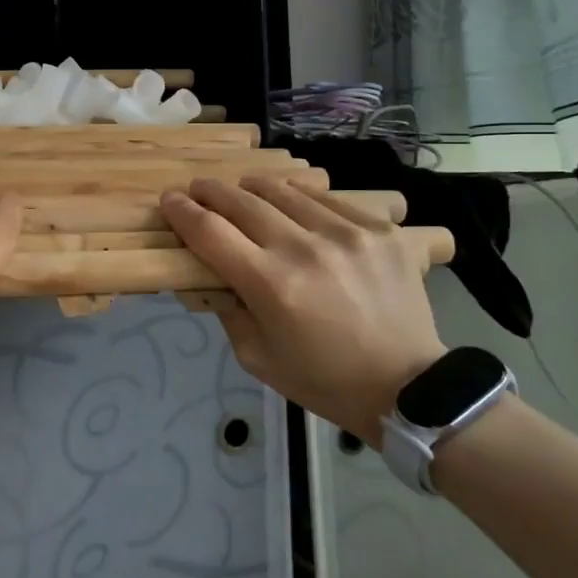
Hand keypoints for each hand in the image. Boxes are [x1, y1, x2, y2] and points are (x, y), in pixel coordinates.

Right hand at [160, 178, 448, 447]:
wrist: (408, 388)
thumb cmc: (323, 380)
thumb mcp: (257, 358)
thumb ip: (228, 309)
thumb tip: (212, 272)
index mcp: (270, 285)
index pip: (210, 232)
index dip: (182, 212)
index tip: (169, 200)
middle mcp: (304, 250)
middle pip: (242, 201)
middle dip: (211, 191)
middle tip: (198, 189)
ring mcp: (346, 234)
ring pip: (284, 191)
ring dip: (253, 188)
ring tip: (242, 191)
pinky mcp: (377, 231)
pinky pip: (327, 199)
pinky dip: (299, 197)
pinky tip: (292, 203)